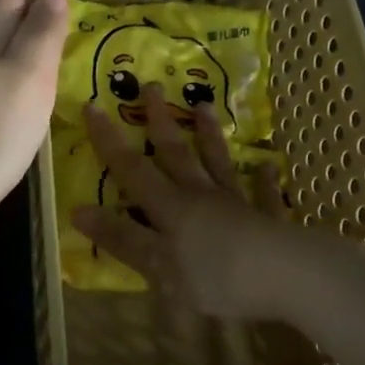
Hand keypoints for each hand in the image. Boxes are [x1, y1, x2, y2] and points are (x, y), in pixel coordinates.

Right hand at [75, 85, 291, 320]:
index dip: (109, 140)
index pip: (132, 168)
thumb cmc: (216, 277)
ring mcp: (237, 204)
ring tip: (203, 104)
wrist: (286, 278)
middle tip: (152, 85)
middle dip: (160, 121)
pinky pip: (263, 195)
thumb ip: (122, 238)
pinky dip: (263, 179)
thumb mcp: (158, 265)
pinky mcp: (269, 220)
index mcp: (171, 207)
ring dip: (209, 134)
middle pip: (176, 153)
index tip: (93, 105)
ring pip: (218, 163)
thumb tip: (78, 211)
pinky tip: (266, 165)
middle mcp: (201, 196)